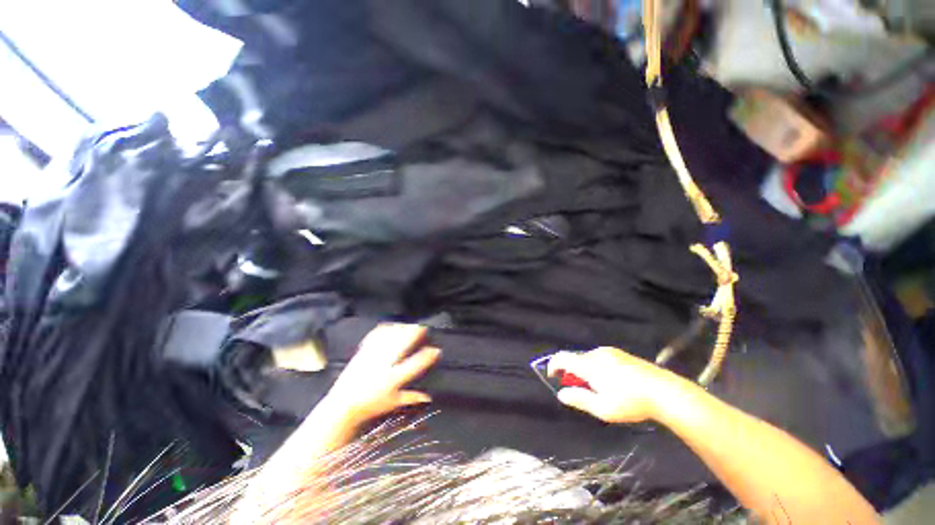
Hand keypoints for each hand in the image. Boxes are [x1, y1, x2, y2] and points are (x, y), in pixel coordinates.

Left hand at [323, 324, 440, 428]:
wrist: (342, 404)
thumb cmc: (370, 405)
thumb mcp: (393, 403)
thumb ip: (412, 398)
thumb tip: (429, 397)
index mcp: (393, 378)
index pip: (415, 364)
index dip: (428, 356)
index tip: (436, 350)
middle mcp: (384, 364)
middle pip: (403, 343)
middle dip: (415, 333)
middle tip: (423, 328)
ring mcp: (373, 356)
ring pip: (390, 336)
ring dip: (402, 328)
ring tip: (409, 326)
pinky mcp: (363, 351)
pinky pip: (376, 335)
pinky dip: (386, 329)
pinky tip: (392, 327)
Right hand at [548, 347, 688, 423]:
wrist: (664, 391)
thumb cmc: (631, 402)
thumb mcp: (603, 408)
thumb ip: (579, 399)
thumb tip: (561, 394)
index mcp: (589, 365)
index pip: (562, 358)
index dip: (553, 365)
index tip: (553, 377)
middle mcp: (596, 353)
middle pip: (575, 359)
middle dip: (572, 373)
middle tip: (581, 391)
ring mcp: (610, 352)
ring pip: (588, 358)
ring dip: (585, 370)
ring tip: (600, 389)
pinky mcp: (620, 353)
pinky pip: (600, 358)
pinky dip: (596, 367)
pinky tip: (612, 382)